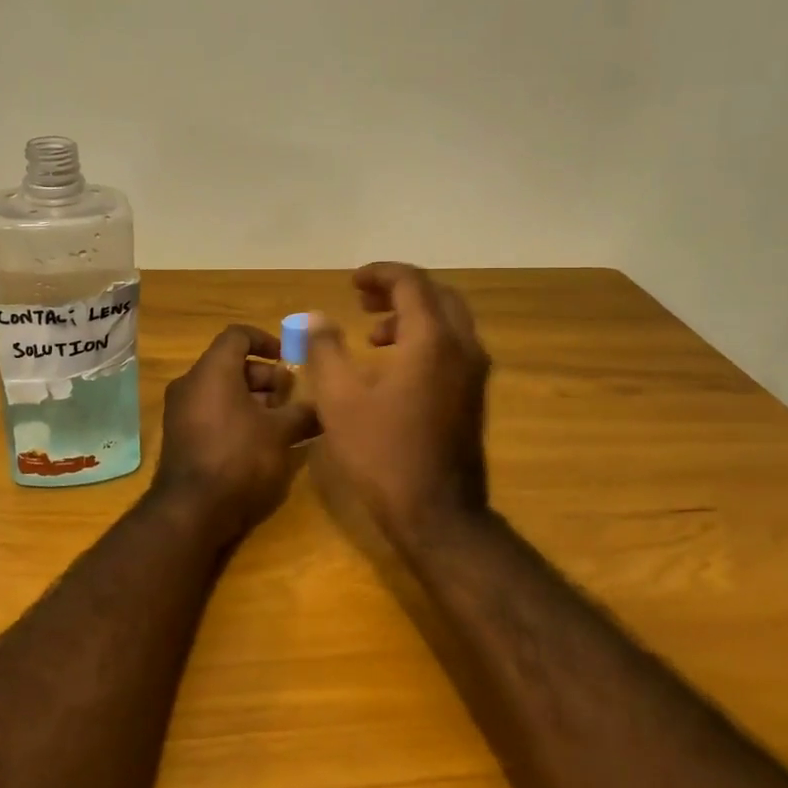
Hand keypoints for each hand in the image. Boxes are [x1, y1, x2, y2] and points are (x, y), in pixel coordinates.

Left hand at [150, 324, 318, 542]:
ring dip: (252, 398)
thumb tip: (323, 407)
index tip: (289, 359)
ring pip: (221, 389)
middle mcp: (191, 383)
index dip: (266, 340)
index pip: (238, 335)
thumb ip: (302, 413)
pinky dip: (235, 415)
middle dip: (265, 376)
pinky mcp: (180, 435)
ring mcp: (180, 410)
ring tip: (281, 421)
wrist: (192, 510)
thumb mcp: (280, 433)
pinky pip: (210, 410)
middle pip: (231, 364)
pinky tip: (260, 440)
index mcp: (213, 370)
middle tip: (290, 396)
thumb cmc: (239, 458)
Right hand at [307, 263, 491, 545]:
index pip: (412, 283)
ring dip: (412, 316)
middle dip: (399, 290)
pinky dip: (425, 339)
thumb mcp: (339, 398)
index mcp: (432, 339)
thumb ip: (324, 349)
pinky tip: (393, 367)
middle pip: (437, 296)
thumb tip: (313, 317)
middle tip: (363, 299)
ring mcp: (474, 373)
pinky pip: (453, 347)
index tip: (352, 282)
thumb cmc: (382, 452)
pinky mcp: (474, 396)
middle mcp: (462, 347)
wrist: (437, 513)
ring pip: (448, 322)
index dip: (380, 274)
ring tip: (372, 334)